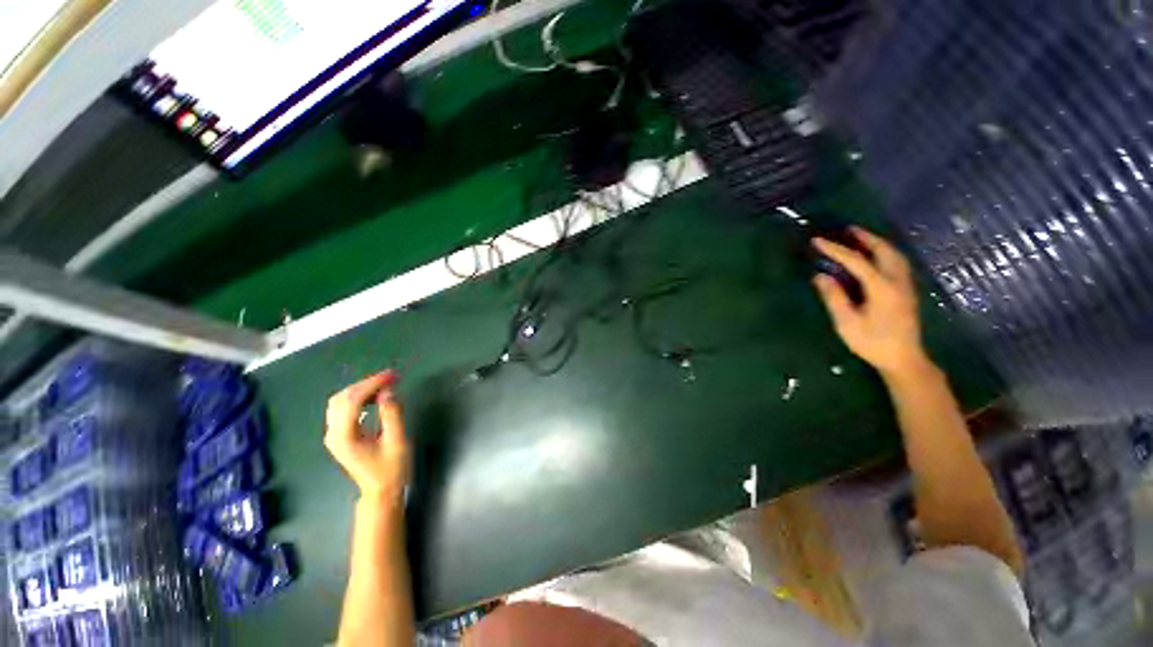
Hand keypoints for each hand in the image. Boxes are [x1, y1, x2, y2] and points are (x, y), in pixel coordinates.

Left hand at [324, 372, 408, 499]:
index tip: (392, 375)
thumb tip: (388, 391)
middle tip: (391, 378)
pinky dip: (358, 397)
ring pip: (340, 402)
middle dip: (366, 384)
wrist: (381, 491)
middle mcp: (333, 434)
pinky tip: (375, 397)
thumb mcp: (397, 441)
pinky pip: (343, 408)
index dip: (372, 384)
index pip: (352, 401)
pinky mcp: (340, 435)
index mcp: (344, 437)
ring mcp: (334, 435)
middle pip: (341, 398)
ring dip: (361, 389)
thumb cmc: (392, 469)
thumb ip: (392, 414)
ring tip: (385, 385)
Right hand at [812, 227, 929, 377]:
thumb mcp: (847, 322)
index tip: (817, 241)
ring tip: (860, 237)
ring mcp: (905, 285)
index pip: (856, 261)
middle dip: (864, 237)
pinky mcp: (907, 291)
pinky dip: (885, 252)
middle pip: (883, 250)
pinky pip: (897, 262)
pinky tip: (876, 255)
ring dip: (877, 243)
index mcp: (881, 287)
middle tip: (846, 229)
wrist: (904, 359)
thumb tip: (820, 276)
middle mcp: (897, 281)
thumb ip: (834, 297)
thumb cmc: (872, 342)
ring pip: (894, 254)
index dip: (836, 249)